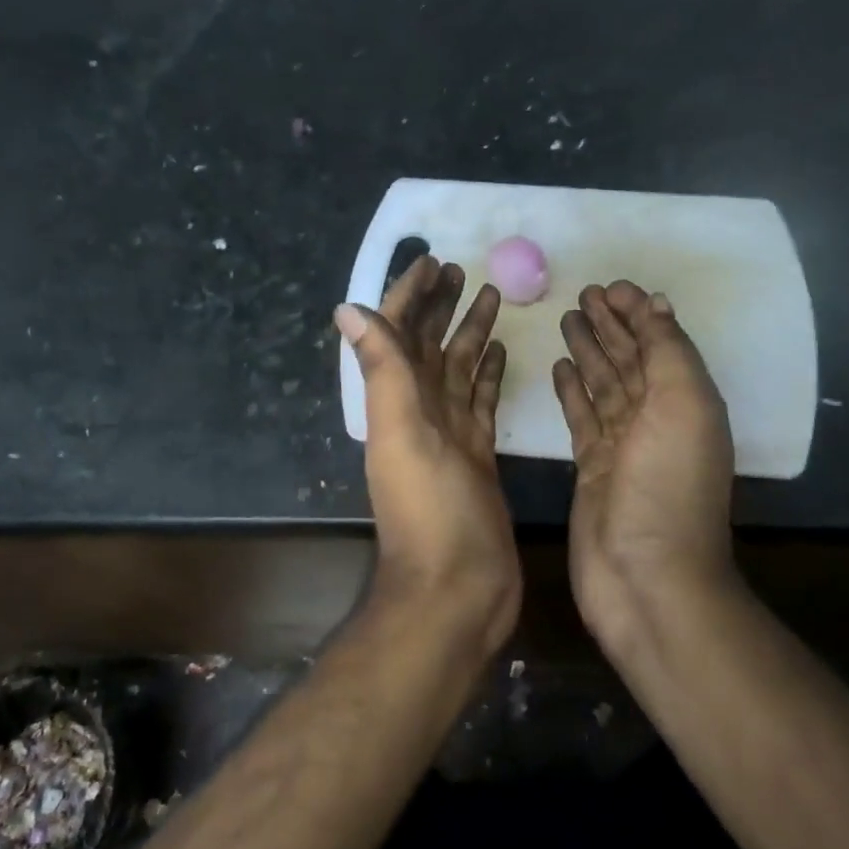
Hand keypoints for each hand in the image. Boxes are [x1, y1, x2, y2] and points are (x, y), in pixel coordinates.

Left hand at [337, 256, 518, 655]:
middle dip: (440, 304)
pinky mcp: (479, 454)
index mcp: (397, 401)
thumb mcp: (402, 433)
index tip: (430, 259)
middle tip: (462, 269)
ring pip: (458, 368)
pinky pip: (481, 401)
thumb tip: (347, 307)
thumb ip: (381, 370)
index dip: (409, 294)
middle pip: (429, 344)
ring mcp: (450, 433)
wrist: (458, 588)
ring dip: (469, 331)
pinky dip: (488, 374)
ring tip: (491, 295)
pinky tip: (501, 352)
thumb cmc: (430, 510)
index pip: (398, 332)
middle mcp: (419, 411)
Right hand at [552, 281, 738, 652]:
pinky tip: (558, 366)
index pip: (658, 343)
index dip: (637, 313)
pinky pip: (581, 416)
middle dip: (610, 326)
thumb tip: (656, 304)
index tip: (610, 287)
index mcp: (684, 401)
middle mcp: (655, 418)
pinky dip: (571, 390)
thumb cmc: (667, 486)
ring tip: (567, 319)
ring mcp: (621, 444)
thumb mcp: (683, 405)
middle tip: (582, 294)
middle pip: (629, 359)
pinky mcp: (591, 466)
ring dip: (588, 351)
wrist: (645, 576)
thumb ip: (668, 352)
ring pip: (602, 384)